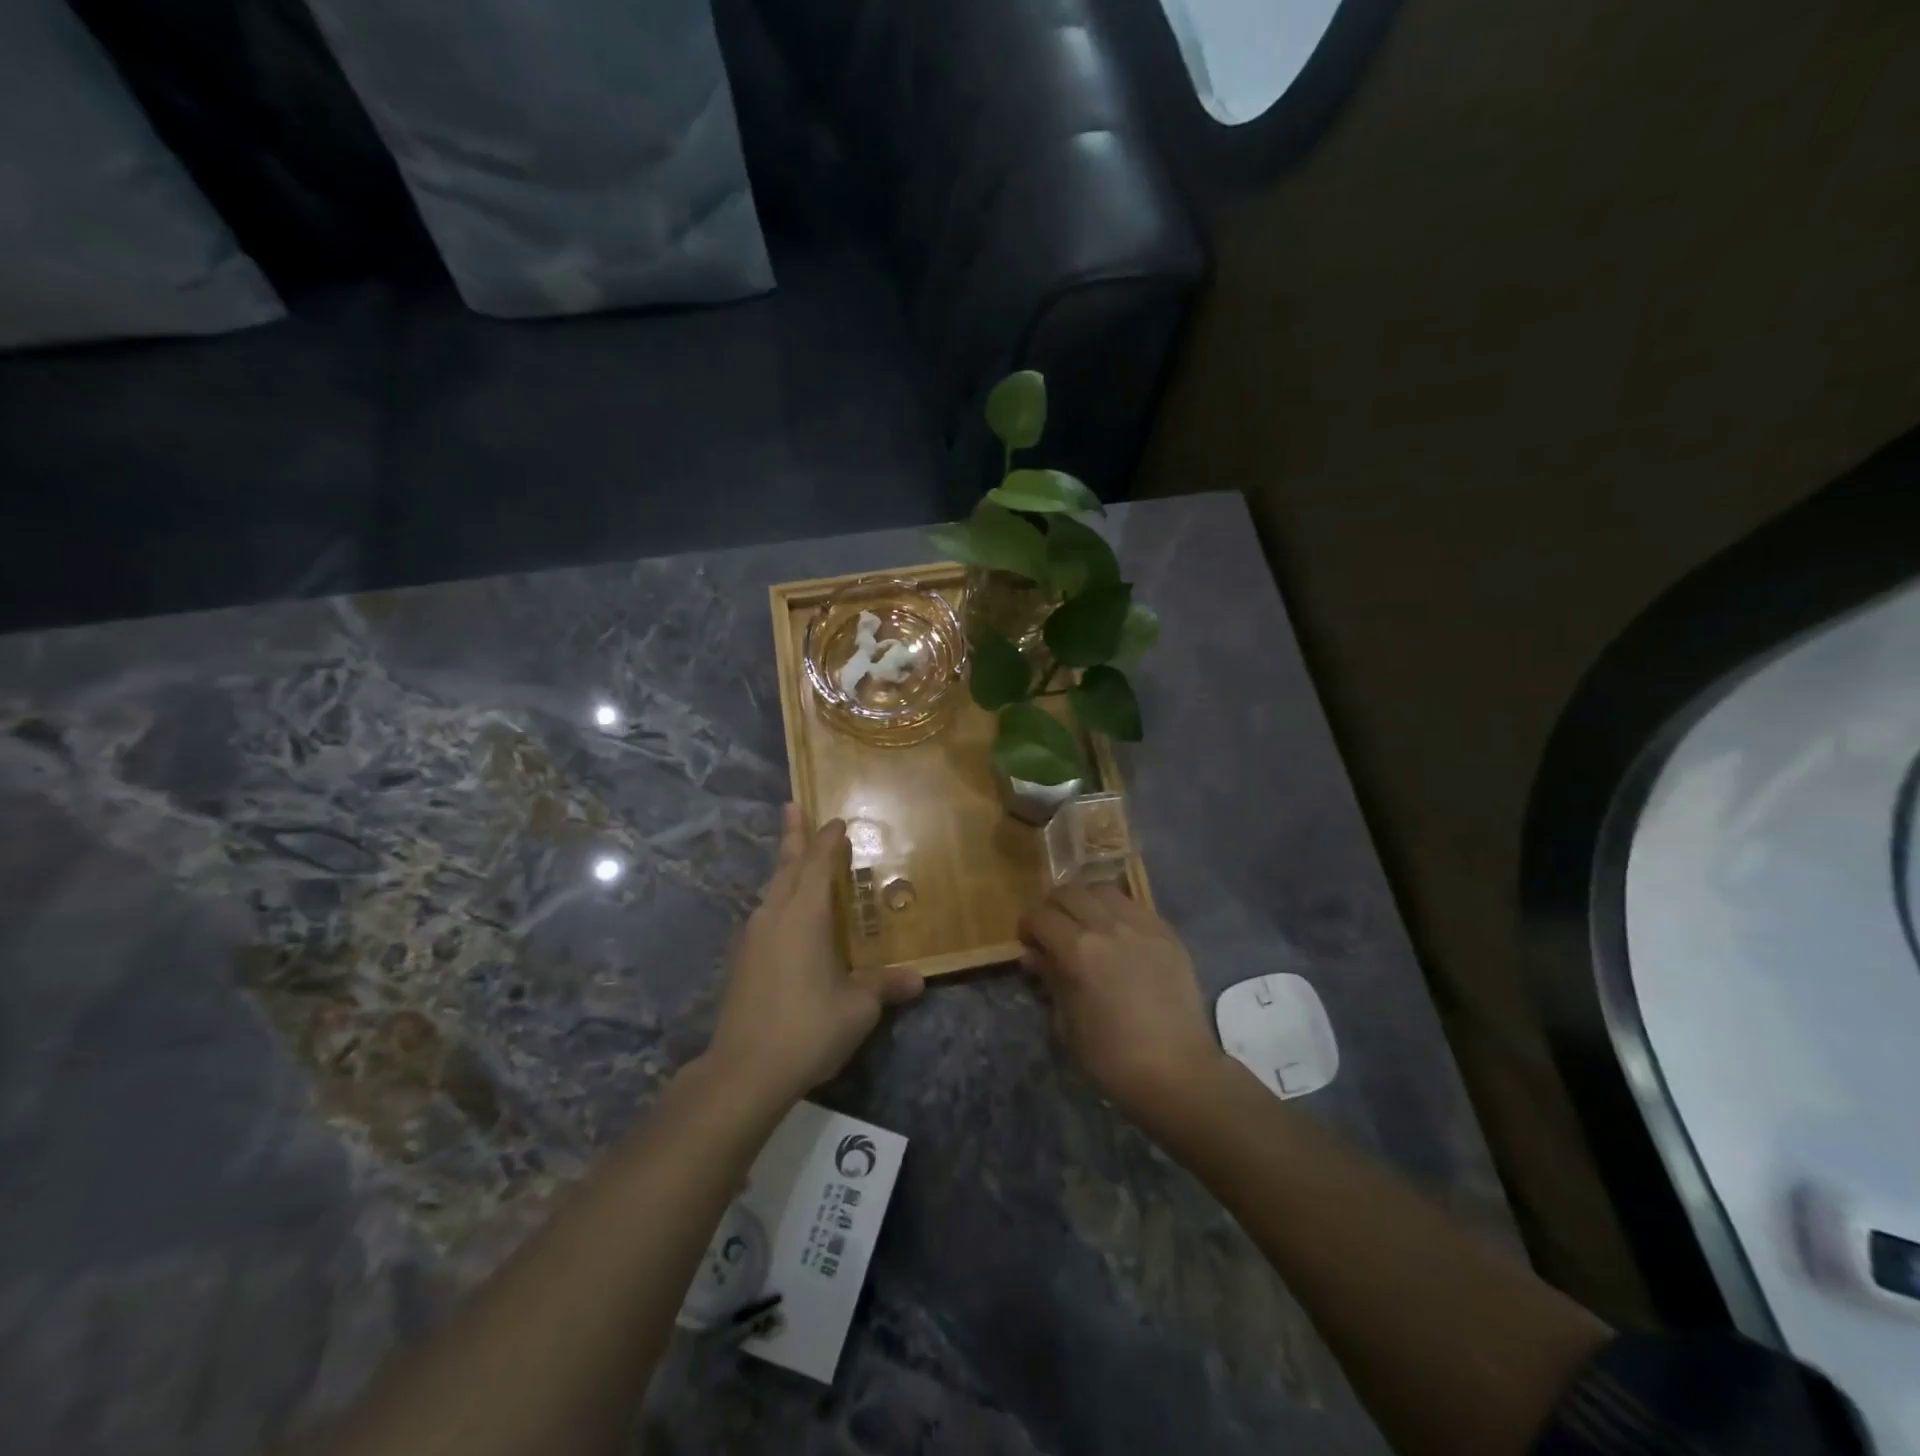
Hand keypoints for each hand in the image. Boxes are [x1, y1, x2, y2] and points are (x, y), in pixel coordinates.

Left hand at [708, 805, 923, 1107]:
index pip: (817, 863)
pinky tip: (784, 917)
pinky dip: (778, 900)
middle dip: (792, 835)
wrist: (744, 1071)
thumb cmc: (808, 1027)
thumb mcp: (857, 1007)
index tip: (836, 821)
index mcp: (803, 915)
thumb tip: (918, 979)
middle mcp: (774, 916)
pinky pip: (765, 915)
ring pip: (771, 890)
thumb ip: (884, 986)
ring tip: (793, 859)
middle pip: (785, 866)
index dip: (827, 839)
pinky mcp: (742, 962)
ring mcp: (752, 938)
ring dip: (784, 868)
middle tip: (792, 806)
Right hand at [1019, 885, 1226, 1125]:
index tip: (1029, 943)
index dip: (1027, 926)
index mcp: (1078, 949)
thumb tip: (1034, 956)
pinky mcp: (1167, 933)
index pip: (1040, 915)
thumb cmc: (1112, 1057)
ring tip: (1087, 924)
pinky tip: (1119, 934)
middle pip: (1069, 892)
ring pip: (1103, 889)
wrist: (1178, 1071)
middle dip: (1053, 907)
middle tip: (1053, 931)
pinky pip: (1135, 905)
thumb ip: (1050, 979)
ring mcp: (1142, 925)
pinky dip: (1117, 911)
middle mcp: (1108, 925)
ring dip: (1086, 901)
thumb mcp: (1067, 1023)